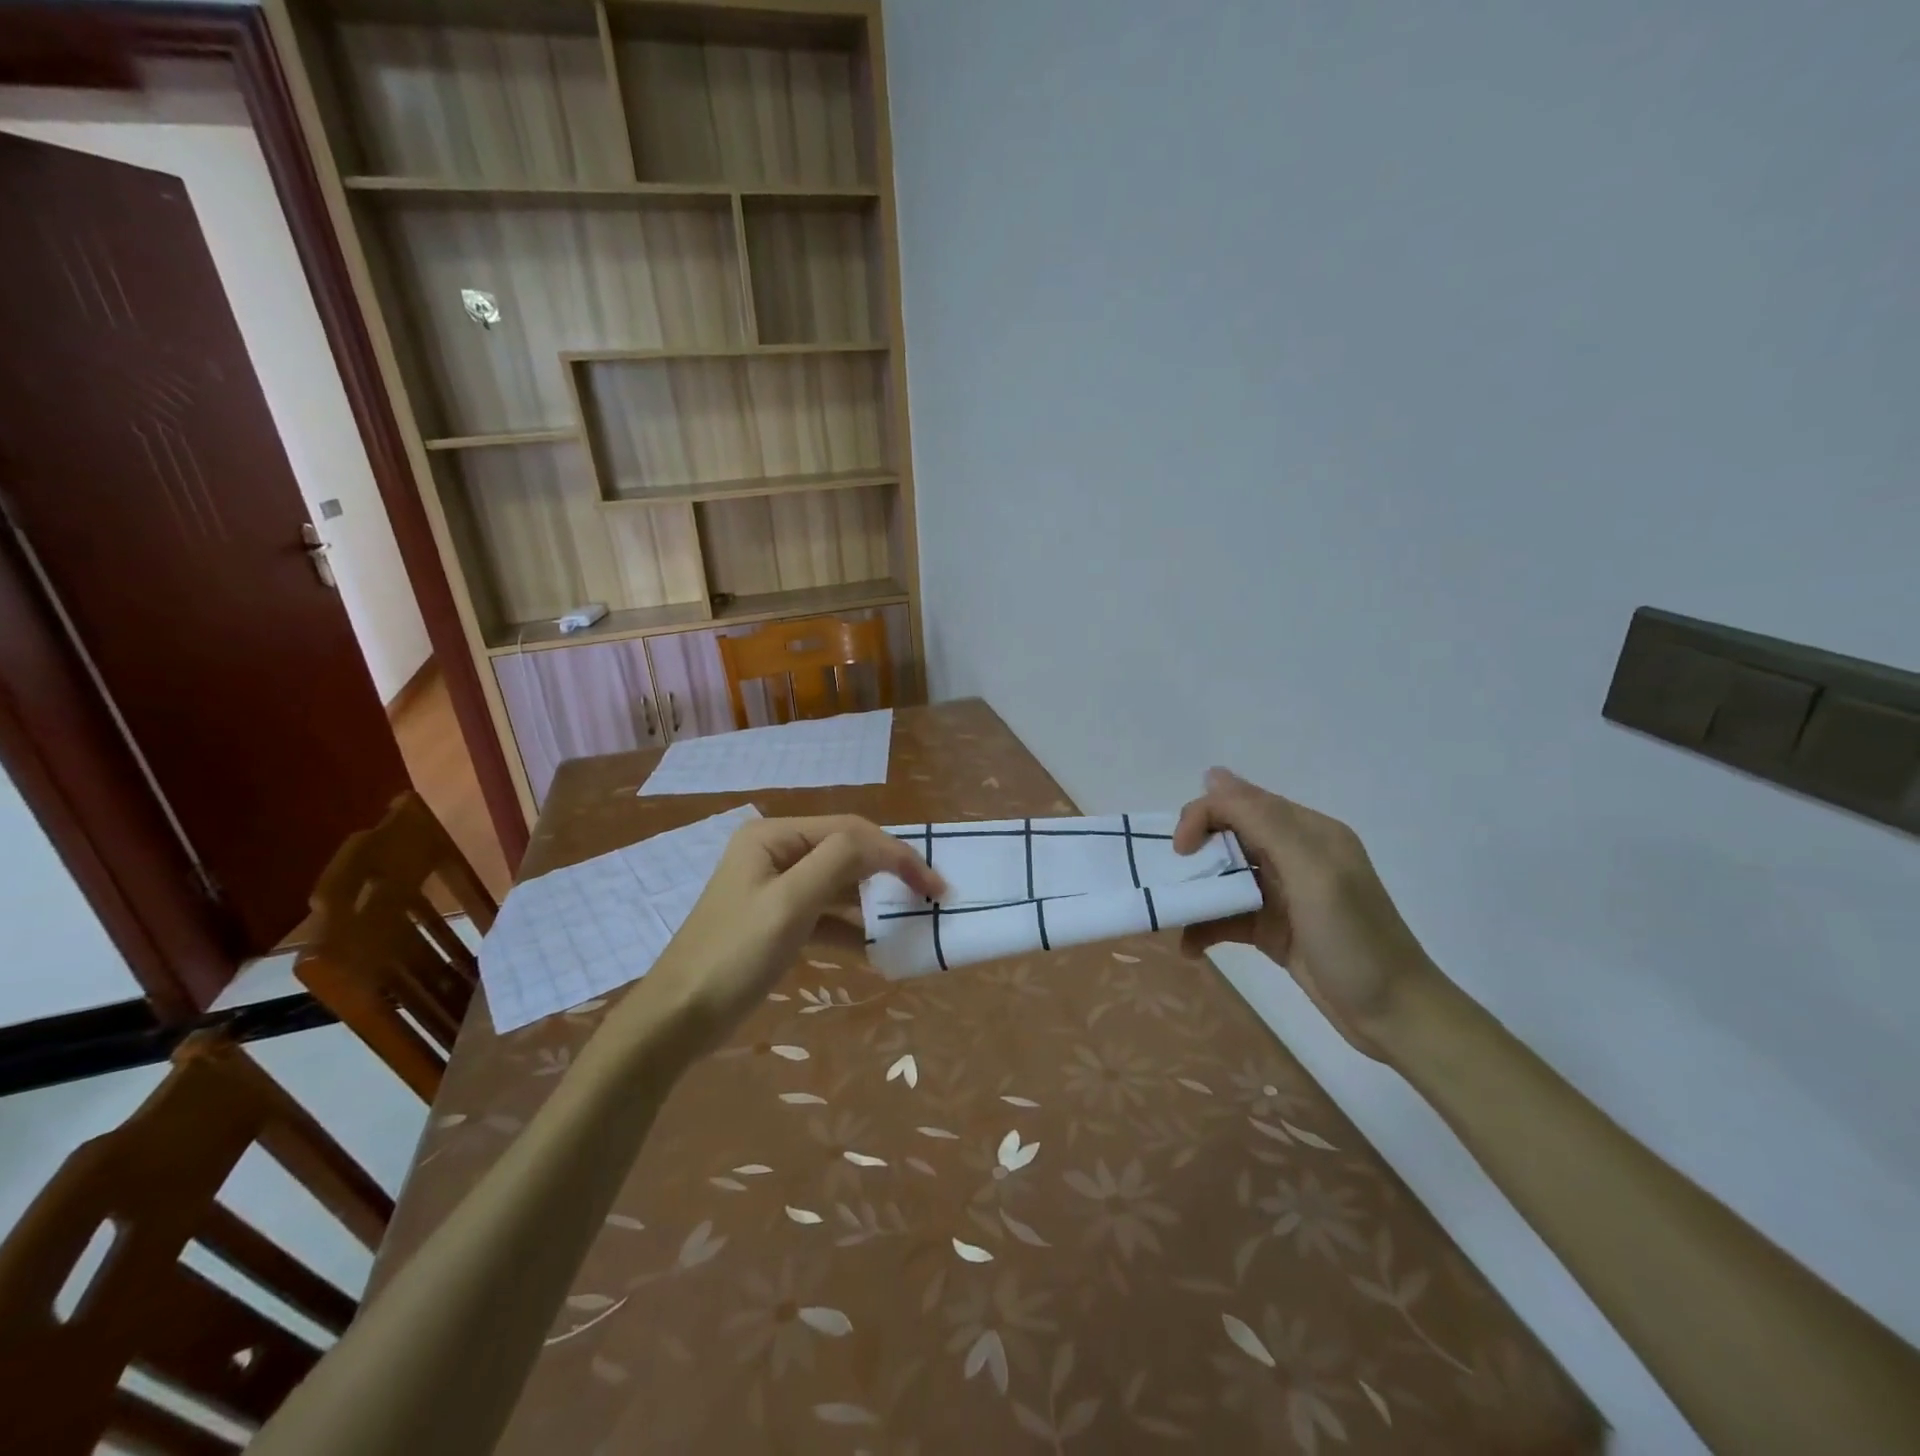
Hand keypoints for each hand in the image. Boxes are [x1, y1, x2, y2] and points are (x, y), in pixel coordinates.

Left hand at [631, 816, 944, 1055]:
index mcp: (774, 835)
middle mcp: (776, 852)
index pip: (850, 831)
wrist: (678, 1019)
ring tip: (912, 923)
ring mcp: (776, 888)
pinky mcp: (779, 921)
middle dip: (889, 875)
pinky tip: (878, 951)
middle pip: (847, 853)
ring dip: (873, 904)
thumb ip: (839, 861)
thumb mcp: (789, 903)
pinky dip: (852, 930)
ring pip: (840, 886)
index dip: (896, 853)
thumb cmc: (734, 955)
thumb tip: (883, 847)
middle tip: (930, 900)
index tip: (934, 886)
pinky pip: (826, 916)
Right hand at [1174, 768, 1438, 1059]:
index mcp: (1307, 832)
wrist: (1395, 1018)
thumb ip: (1265, 822)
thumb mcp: (1312, 874)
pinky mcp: (1273, 928)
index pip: (1240, 802)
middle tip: (1173, 883)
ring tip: (1173, 917)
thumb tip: (1213, 775)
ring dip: (1197, 894)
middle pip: (1228, 837)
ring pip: (1224, 877)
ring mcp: (1283, 894)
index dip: (1203, 816)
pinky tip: (1191, 947)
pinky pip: (1228, 915)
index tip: (1180, 852)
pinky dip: (1207, 927)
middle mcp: (1293, 855)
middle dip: (1195, 855)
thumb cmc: (1354, 940)